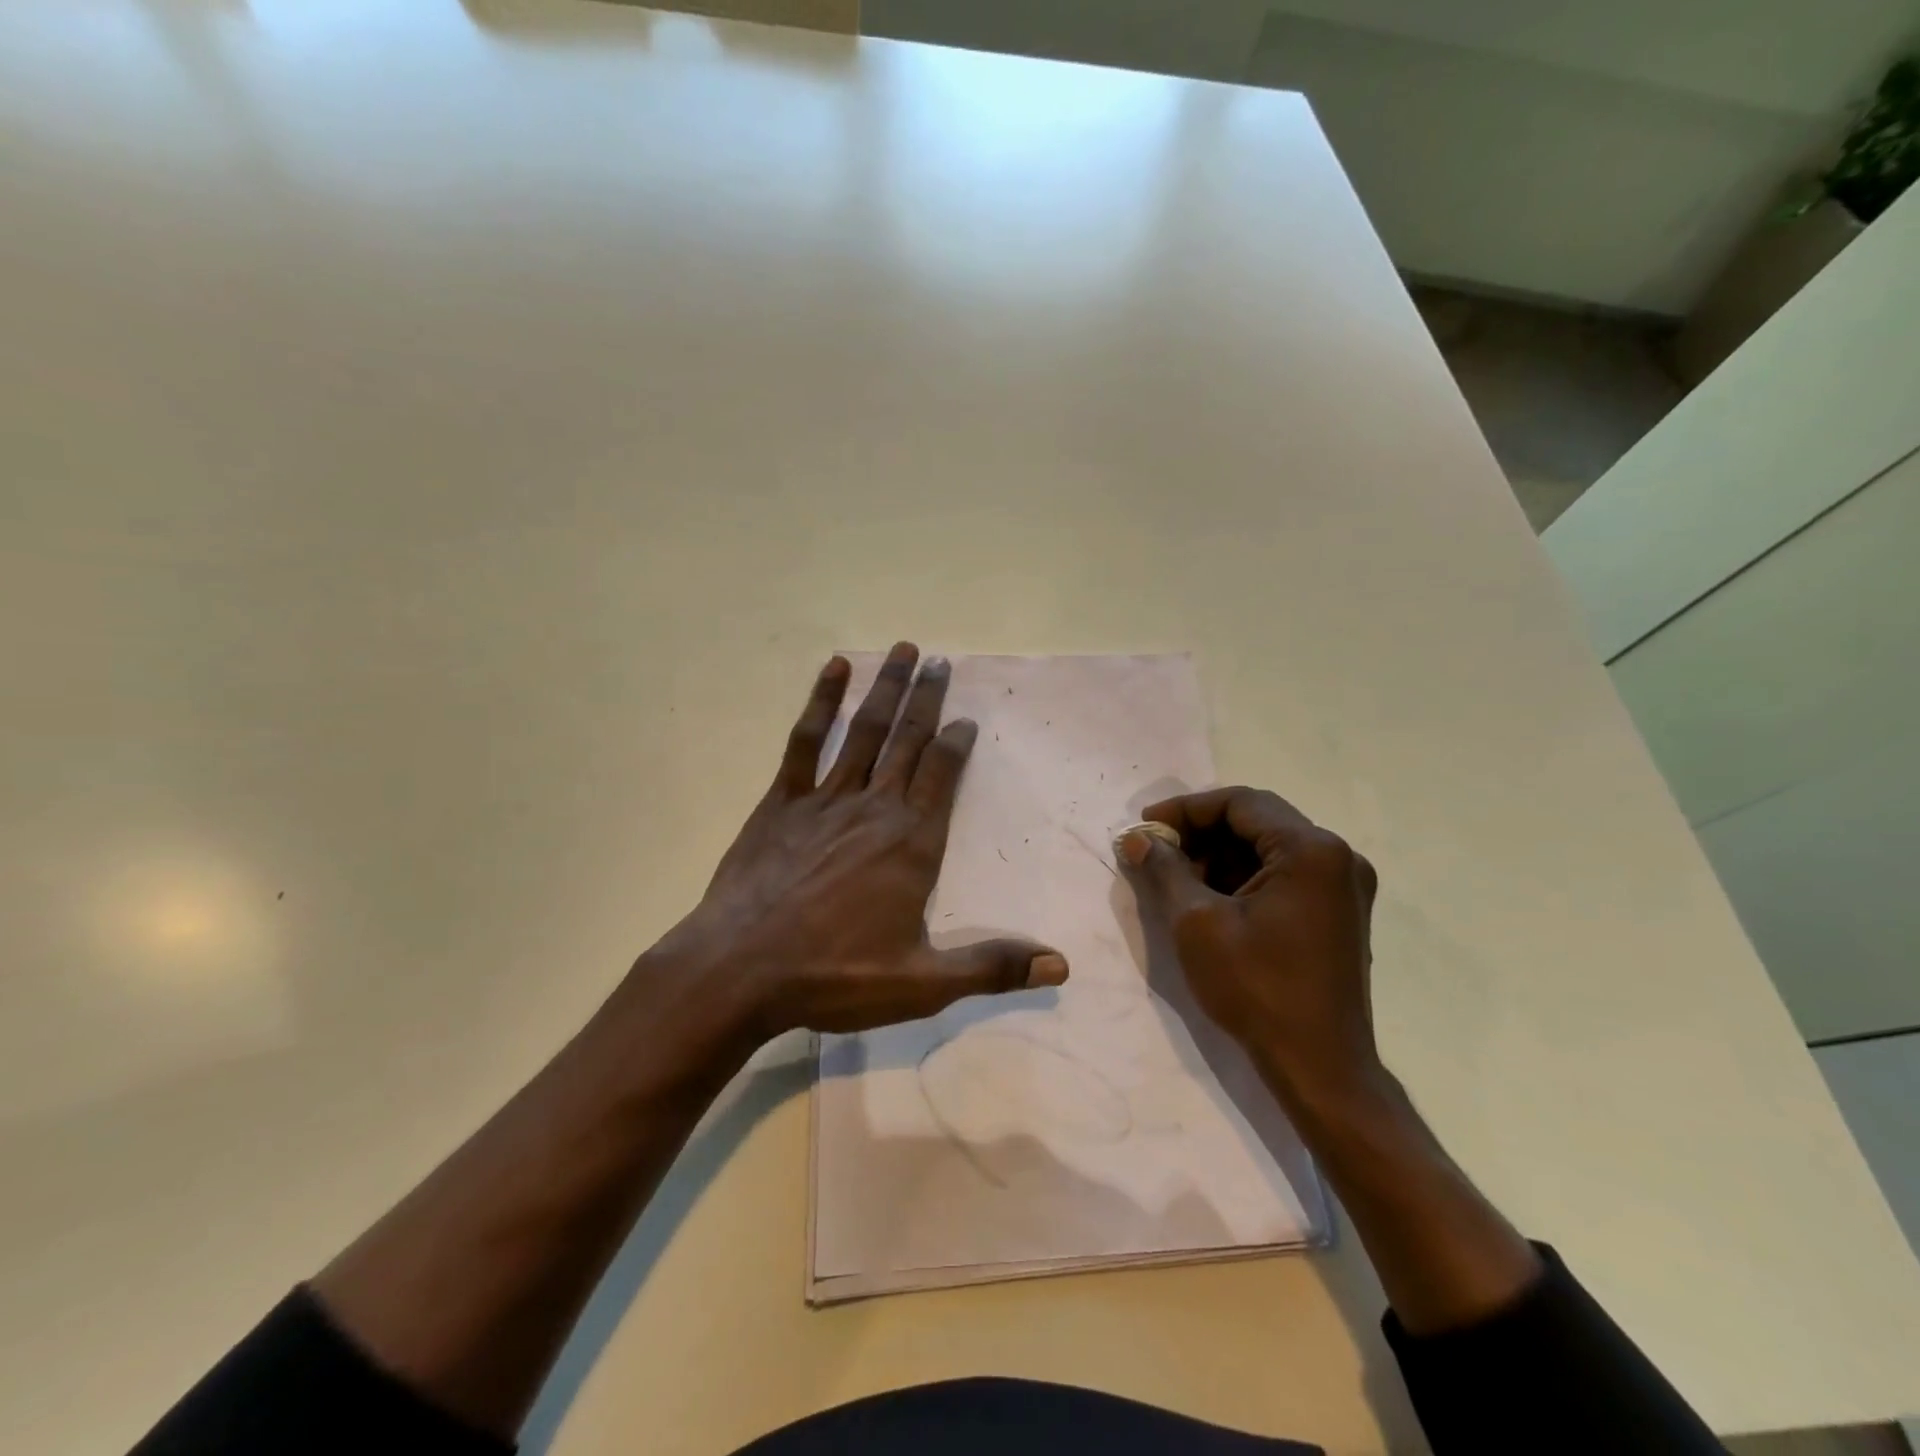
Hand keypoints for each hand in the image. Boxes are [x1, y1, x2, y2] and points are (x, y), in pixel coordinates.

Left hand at [655, 642, 1067, 1038]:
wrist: (740, 970)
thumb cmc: (835, 975)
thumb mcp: (922, 983)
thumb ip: (991, 967)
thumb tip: (1060, 966)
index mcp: (912, 842)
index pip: (943, 775)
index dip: (956, 742)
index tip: (965, 717)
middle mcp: (875, 807)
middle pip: (909, 740)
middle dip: (926, 698)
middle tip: (940, 661)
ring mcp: (825, 798)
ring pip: (865, 731)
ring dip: (886, 688)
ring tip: (903, 650)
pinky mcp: (782, 801)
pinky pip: (805, 741)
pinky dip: (821, 702)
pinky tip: (833, 669)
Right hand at [1119, 787, 1379, 1103]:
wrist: (1320, 1068)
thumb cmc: (1257, 989)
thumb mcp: (1197, 923)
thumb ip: (1165, 869)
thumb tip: (1137, 839)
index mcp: (1311, 850)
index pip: (1239, 803)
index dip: (1185, 809)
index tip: (1145, 827)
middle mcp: (1337, 857)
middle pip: (1256, 820)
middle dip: (1200, 832)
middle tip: (1156, 851)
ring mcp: (1343, 886)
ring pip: (1267, 847)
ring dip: (1219, 855)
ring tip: (1175, 877)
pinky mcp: (1338, 912)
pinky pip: (1283, 874)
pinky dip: (1242, 877)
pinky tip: (1208, 898)